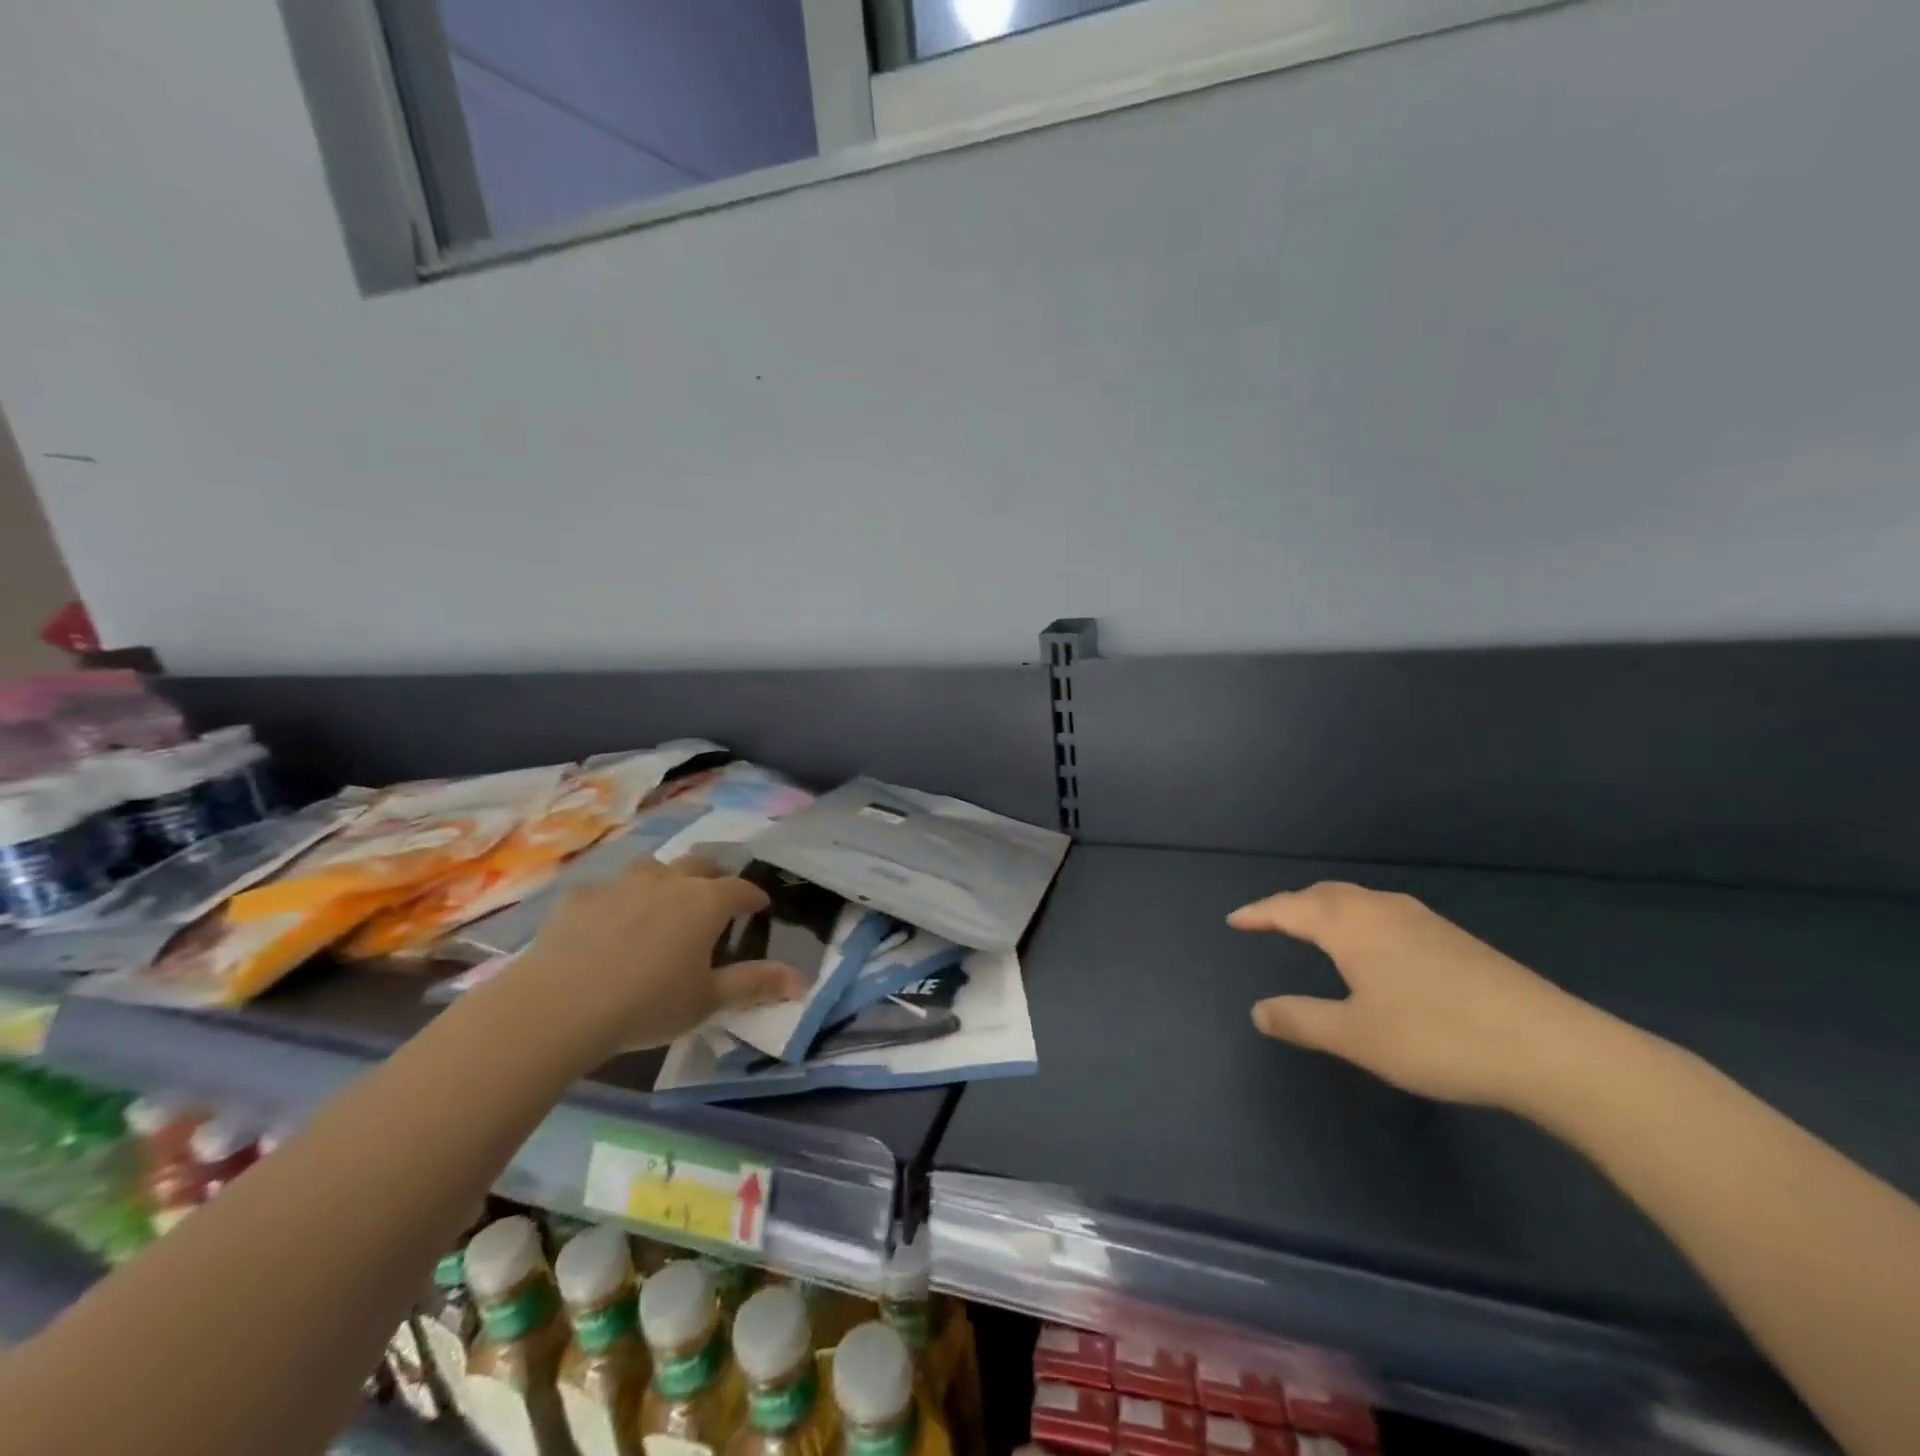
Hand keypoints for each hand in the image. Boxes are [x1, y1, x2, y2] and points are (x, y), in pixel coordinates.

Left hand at [511, 856, 806, 1055]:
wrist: (560, 1005)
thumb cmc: (648, 1003)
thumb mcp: (708, 1000)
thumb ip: (755, 984)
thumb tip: (802, 979)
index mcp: (705, 902)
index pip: (741, 889)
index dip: (754, 896)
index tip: (760, 906)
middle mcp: (669, 882)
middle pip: (700, 864)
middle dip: (715, 876)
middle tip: (717, 896)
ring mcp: (621, 885)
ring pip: (652, 868)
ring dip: (665, 878)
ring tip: (664, 901)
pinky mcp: (580, 898)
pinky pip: (605, 889)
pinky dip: (615, 900)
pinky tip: (605, 922)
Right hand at [1230, 881, 1600, 1111]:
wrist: (1549, 1046)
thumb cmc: (1436, 1037)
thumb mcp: (1356, 1036)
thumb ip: (1302, 1020)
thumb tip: (1258, 1011)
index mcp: (1350, 925)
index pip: (1289, 908)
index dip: (1259, 914)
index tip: (1234, 920)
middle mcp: (1381, 910)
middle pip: (1323, 894)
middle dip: (1290, 904)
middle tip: (1268, 920)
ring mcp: (1422, 919)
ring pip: (1357, 900)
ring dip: (1325, 907)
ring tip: (1311, 927)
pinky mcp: (1452, 937)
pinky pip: (1383, 912)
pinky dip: (1356, 918)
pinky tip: (1371, 945)